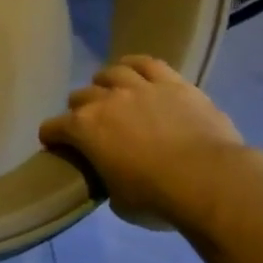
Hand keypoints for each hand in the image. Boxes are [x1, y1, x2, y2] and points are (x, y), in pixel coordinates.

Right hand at [39, 56, 262, 227]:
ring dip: (106, 84)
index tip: (57, 147)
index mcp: (83, 130)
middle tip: (91, 125)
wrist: (210, 181)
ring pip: (111, 73)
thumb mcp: (117, 198)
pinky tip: (134, 70)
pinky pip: (147, 63)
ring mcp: (140, 88)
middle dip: (79, 110)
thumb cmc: (156, 198)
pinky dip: (135, 65)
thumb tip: (111, 172)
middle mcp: (105, 101)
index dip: (52, 138)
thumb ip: (106, 177)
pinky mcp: (173, 84)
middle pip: (79, 96)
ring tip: (112, 94)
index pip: (52, 128)